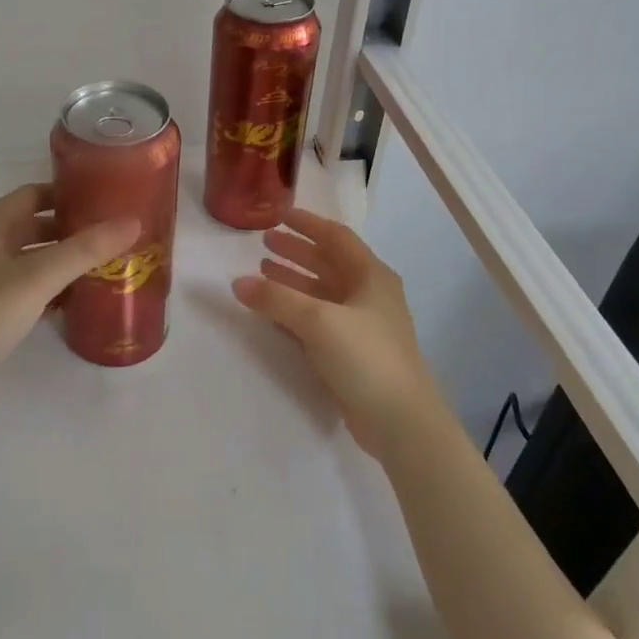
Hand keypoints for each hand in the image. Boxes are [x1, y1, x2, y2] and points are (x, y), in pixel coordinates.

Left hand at [0, 183, 139, 373]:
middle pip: (34, 226)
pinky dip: (52, 288)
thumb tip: (133, 221)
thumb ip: (86, 249)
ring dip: (63, 260)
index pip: (32, 194)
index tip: (104, 199)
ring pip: (32, 259)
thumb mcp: (39, 276)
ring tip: (105, 264)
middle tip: (112, 234)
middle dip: (71, 229)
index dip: (67, 193)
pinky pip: (27, 288)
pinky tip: (79, 298)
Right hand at [232, 209, 444, 460]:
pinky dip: (297, 310)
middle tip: (264, 243)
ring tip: (263, 271)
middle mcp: (370, 295)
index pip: (337, 237)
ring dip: (294, 280)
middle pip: (329, 263)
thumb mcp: (317, 320)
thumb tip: (238, 282)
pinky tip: (274, 312)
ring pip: (323, 293)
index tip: (280, 216)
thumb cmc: (365, 357)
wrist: (400, 421)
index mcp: (371, 276)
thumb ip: (275, 299)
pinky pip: (319, 320)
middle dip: (297, 252)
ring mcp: (363, 325)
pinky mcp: (354, 353)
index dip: (308, 224)